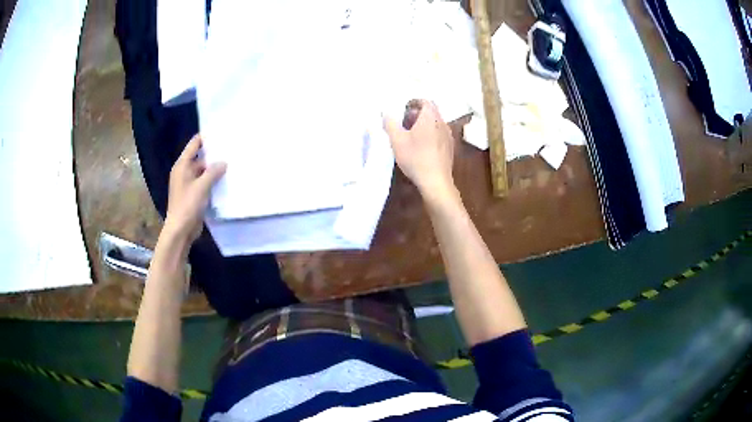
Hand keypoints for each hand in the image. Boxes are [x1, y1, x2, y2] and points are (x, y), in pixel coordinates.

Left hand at [164, 134, 226, 242]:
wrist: (180, 230)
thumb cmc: (187, 205)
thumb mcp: (202, 186)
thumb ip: (213, 172)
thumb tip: (223, 162)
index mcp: (182, 166)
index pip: (194, 145)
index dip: (205, 137)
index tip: (220, 132)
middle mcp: (184, 172)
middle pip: (200, 158)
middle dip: (213, 155)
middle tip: (231, 149)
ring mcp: (189, 184)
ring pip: (203, 172)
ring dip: (214, 170)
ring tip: (232, 163)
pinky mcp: (194, 195)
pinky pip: (204, 184)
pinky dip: (213, 182)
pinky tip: (226, 181)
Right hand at [384, 100, 455, 198]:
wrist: (435, 181)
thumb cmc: (415, 158)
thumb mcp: (397, 140)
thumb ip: (390, 123)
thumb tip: (386, 112)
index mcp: (431, 117)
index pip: (425, 101)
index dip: (414, 102)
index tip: (403, 110)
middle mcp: (442, 123)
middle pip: (431, 112)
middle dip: (417, 114)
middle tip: (404, 122)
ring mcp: (448, 136)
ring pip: (435, 124)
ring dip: (424, 125)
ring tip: (411, 136)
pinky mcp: (450, 148)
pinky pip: (439, 135)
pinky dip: (430, 135)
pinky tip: (421, 147)